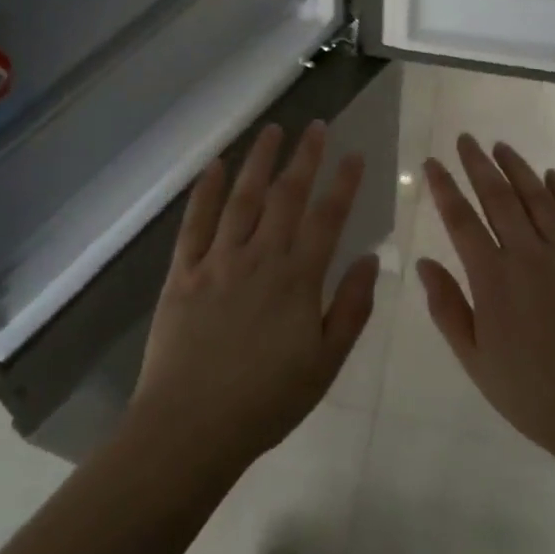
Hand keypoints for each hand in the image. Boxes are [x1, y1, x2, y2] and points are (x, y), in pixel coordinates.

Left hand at [128, 122, 377, 473]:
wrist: (191, 427)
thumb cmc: (266, 402)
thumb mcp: (325, 364)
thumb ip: (351, 308)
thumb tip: (372, 260)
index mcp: (297, 279)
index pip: (327, 218)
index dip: (344, 183)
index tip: (354, 155)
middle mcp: (260, 257)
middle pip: (286, 196)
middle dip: (304, 157)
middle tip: (316, 126)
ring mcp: (218, 261)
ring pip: (242, 198)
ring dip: (259, 161)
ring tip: (272, 130)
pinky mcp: (182, 272)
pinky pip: (195, 224)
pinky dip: (205, 192)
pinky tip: (214, 166)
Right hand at [419, 135, 554, 484]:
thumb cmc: (533, 395)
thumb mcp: (476, 361)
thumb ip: (448, 308)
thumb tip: (424, 263)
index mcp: (494, 280)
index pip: (462, 221)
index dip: (445, 188)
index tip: (432, 163)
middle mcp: (530, 257)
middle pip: (499, 198)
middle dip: (478, 165)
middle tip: (465, 139)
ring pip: (539, 200)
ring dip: (518, 169)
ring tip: (501, 147)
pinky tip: (552, 176)